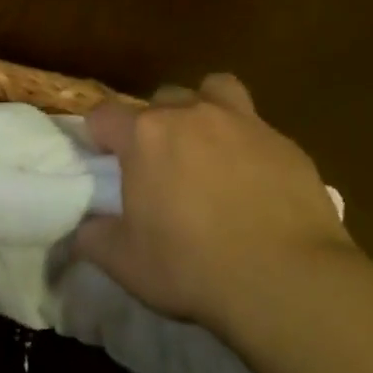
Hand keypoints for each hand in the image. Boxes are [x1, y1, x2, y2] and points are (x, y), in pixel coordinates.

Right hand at [73, 74, 357, 343]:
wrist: (286, 280)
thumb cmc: (191, 266)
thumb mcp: (122, 262)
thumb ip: (93, 236)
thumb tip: (86, 227)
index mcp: (145, 136)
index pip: (104, 114)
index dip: (99, 135)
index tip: (105, 161)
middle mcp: (192, 116)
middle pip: (161, 99)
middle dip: (154, 123)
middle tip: (159, 163)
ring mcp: (245, 124)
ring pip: (216, 91)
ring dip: (205, 110)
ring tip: (208, 148)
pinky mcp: (287, 145)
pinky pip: (258, 129)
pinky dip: (248, 146)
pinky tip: (254, 183)